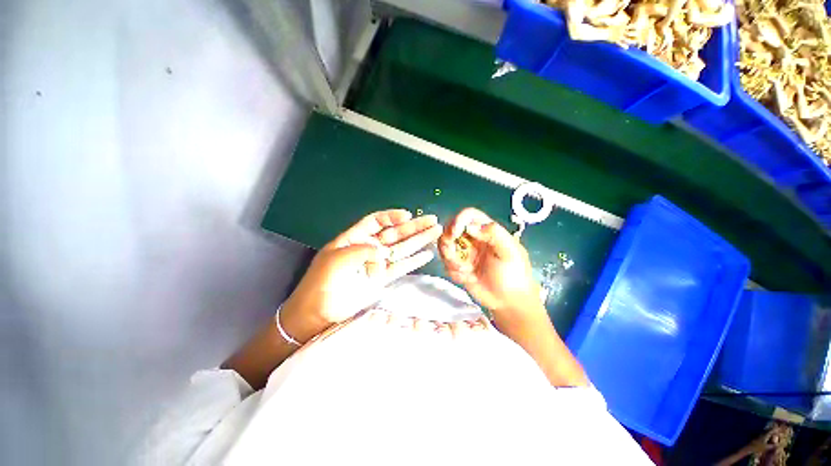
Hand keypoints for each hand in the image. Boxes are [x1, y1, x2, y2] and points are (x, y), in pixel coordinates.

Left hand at [281, 209, 441, 342]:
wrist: (318, 313)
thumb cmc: (322, 282)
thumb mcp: (338, 259)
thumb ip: (363, 250)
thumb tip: (385, 251)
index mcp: (355, 238)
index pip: (377, 221)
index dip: (392, 217)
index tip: (408, 215)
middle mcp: (369, 248)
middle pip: (395, 233)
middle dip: (413, 226)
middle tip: (432, 220)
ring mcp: (377, 264)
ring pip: (402, 249)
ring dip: (419, 241)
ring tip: (435, 232)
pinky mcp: (383, 279)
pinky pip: (401, 267)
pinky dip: (414, 261)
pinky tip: (427, 254)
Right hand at [438, 208, 543, 324]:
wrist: (509, 303)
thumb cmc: (514, 275)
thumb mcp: (509, 252)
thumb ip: (494, 234)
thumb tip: (470, 226)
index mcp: (487, 231)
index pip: (469, 215)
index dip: (459, 220)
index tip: (455, 232)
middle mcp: (473, 239)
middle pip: (451, 229)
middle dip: (448, 240)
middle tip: (452, 254)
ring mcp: (464, 253)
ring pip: (445, 246)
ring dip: (450, 257)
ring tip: (464, 270)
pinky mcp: (458, 266)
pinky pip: (446, 263)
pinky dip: (453, 270)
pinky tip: (467, 278)